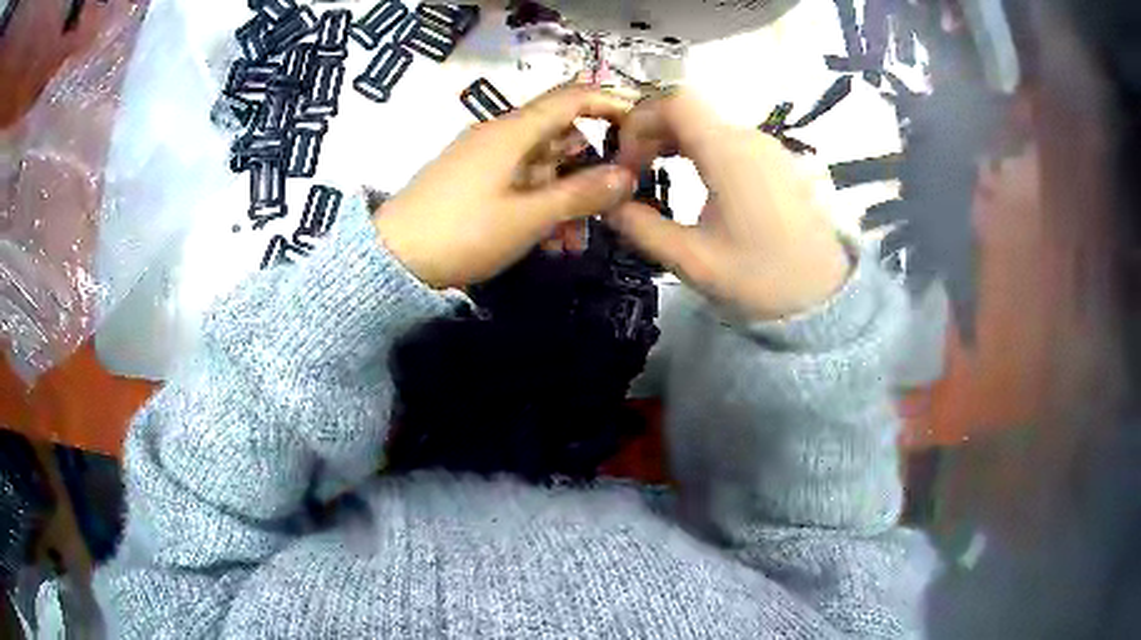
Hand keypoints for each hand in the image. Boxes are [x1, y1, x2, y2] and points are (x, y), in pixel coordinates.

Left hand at [374, 85, 635, 288]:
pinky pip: (520, 185)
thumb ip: (580, 194)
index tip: (642, 129)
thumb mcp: (528, 217)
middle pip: (561, 137)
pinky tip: (548, 244)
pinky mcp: (474, 182)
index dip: (611, 104)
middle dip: (589, 172)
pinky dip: (540, 208)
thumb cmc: (462, 232)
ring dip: (565, 200)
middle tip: (609, 208)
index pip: (572, 97)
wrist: (393, 260)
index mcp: (513, 131)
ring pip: (543, 168)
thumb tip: (626, 176)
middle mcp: (501, 136)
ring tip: (573, 244)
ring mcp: (486, 160)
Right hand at [611, 90, 851, 320]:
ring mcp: (769, 147)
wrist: (827, 295)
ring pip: (709, 124)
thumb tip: (609, 205)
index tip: (626, 161)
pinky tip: (698, 183)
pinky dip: (701, 150)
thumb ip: (643, 228)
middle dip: (652, 132)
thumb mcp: (693, 261)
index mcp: (728, 153)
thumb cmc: (762, 277)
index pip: (674, 101)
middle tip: (635, 171)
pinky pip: (730, 140)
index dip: (639, 121)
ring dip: (675, 141)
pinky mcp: (779, 162)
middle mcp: (749, 138)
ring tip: (660, 176)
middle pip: (689, 109)